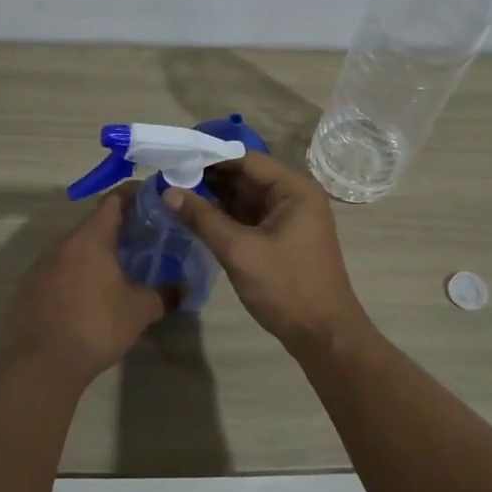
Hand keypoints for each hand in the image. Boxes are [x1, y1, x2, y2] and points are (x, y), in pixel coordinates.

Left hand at [7, 186, 167, 386]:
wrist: (42, 363)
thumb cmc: (97, 326)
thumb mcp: (140, 310)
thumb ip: (165, 294)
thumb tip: (185, 289)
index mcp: (91, 237)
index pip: (114, 200)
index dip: (135, 196)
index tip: (154, 202)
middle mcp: (63, 242)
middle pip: (94, 223)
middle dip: (119, 228)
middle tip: (143, 240)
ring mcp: (41, 264)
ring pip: (75, 247)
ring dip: (96, 252)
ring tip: (118, 268)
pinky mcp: (29, 287)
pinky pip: (58, 268)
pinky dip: (76, 272)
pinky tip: (88, 295)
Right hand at [162, 151, 372, 356]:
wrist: (324, 335)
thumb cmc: (286, 287)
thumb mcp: (240, 251)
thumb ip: (203, 218)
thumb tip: (168, 191)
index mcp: (294, 189)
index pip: (246, 159)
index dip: (210, 156)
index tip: (176, 156)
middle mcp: (294, 196)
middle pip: (246, 176)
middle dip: (209, 176)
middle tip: (169, 174)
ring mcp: (289, 217)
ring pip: (245, 197)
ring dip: (214, 195)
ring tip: (174, 190)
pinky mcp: (281, 237)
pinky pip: (249, 216)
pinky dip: (224, 214)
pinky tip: (195, 213)